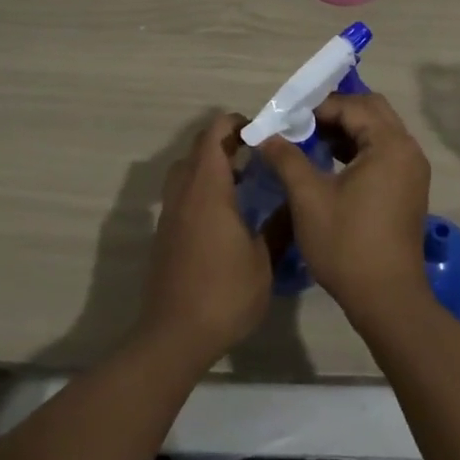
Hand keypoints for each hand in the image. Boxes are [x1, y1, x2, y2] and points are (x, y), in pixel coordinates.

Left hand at [138, 113, 271, 369]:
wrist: (174, 336)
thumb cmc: (224, 293)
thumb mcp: (264, 261)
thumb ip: (279, 225)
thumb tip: (295, 202)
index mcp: (207, 188)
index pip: (214, 133)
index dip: (236, 123)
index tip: (261, 134)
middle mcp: (184, 191)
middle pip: (198, 147)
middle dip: (226, 142)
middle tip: (256, 155)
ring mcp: (170, 212)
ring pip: (186, 170)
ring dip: (211, 165)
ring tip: (242, 182)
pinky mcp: (165, 232)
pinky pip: (182, 193)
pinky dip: (201, 188)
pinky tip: (225, 215)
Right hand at [261, 91, 431, 322]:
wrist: (387, 300)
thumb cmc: (347, 244)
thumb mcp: (308, 198)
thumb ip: (286, 158)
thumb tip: (265, 135)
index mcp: (389, 144)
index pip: (350, 106)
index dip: (316, 108)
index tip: (286, 119)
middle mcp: (407, 149)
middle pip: (370, 110)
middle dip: (334, 112)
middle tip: (301, 124)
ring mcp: (412, 169)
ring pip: (378, 129)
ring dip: (346, 129)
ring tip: (311, 141)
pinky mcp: (409, 187)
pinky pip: (383, 150)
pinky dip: (358, 148)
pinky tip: (331, 162)